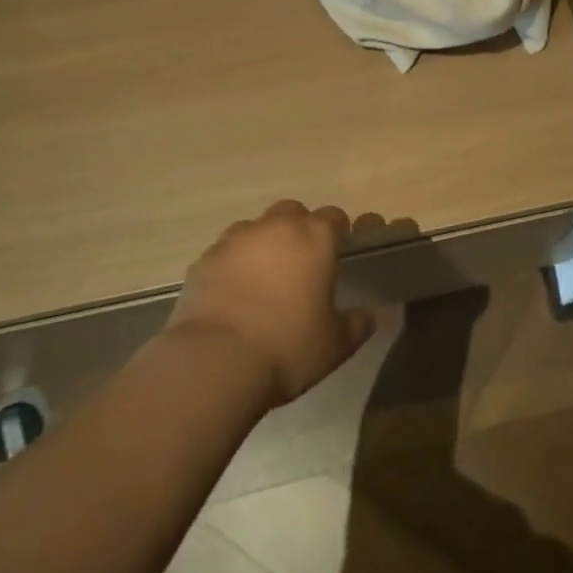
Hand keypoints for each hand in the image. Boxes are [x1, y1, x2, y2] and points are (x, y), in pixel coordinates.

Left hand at [166, 200, 376, 405]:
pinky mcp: (204, 259)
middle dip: (298, 229)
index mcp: (315, 238)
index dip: (338, 230)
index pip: (334, 217)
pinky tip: (233, 293)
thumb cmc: (288, 347)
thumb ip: (355, 325)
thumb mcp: (335, 344)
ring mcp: (235, 240)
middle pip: (292, 211)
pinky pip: (225, 252)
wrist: (216, 361)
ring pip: (255, 228)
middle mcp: (276, 227)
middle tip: (300, 261)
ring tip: (263, 277)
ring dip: (263, 243)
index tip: (338, 248)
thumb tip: (368, 317)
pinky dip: (232, 264)